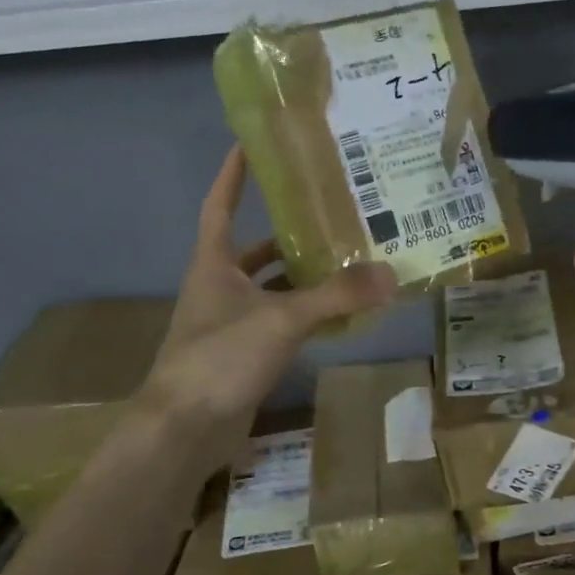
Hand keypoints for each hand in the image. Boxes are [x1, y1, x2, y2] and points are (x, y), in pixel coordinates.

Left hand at [139, 147, 395, 468]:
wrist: (184, 430)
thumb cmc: (220, 358)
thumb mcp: (281, 320)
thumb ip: (336, 297)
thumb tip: (390, 274)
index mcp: (214, 264)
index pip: (221, 205)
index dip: (233, 175)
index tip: (250, 144)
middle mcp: (219, 287)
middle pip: (255, 250)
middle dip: (288, 234)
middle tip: (331, 216)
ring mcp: (230, 323)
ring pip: (271, 289)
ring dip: (302, 278)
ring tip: (347, 262)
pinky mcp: (243, 355)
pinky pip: (280, 323)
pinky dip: (305, 316)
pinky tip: (338, 317)